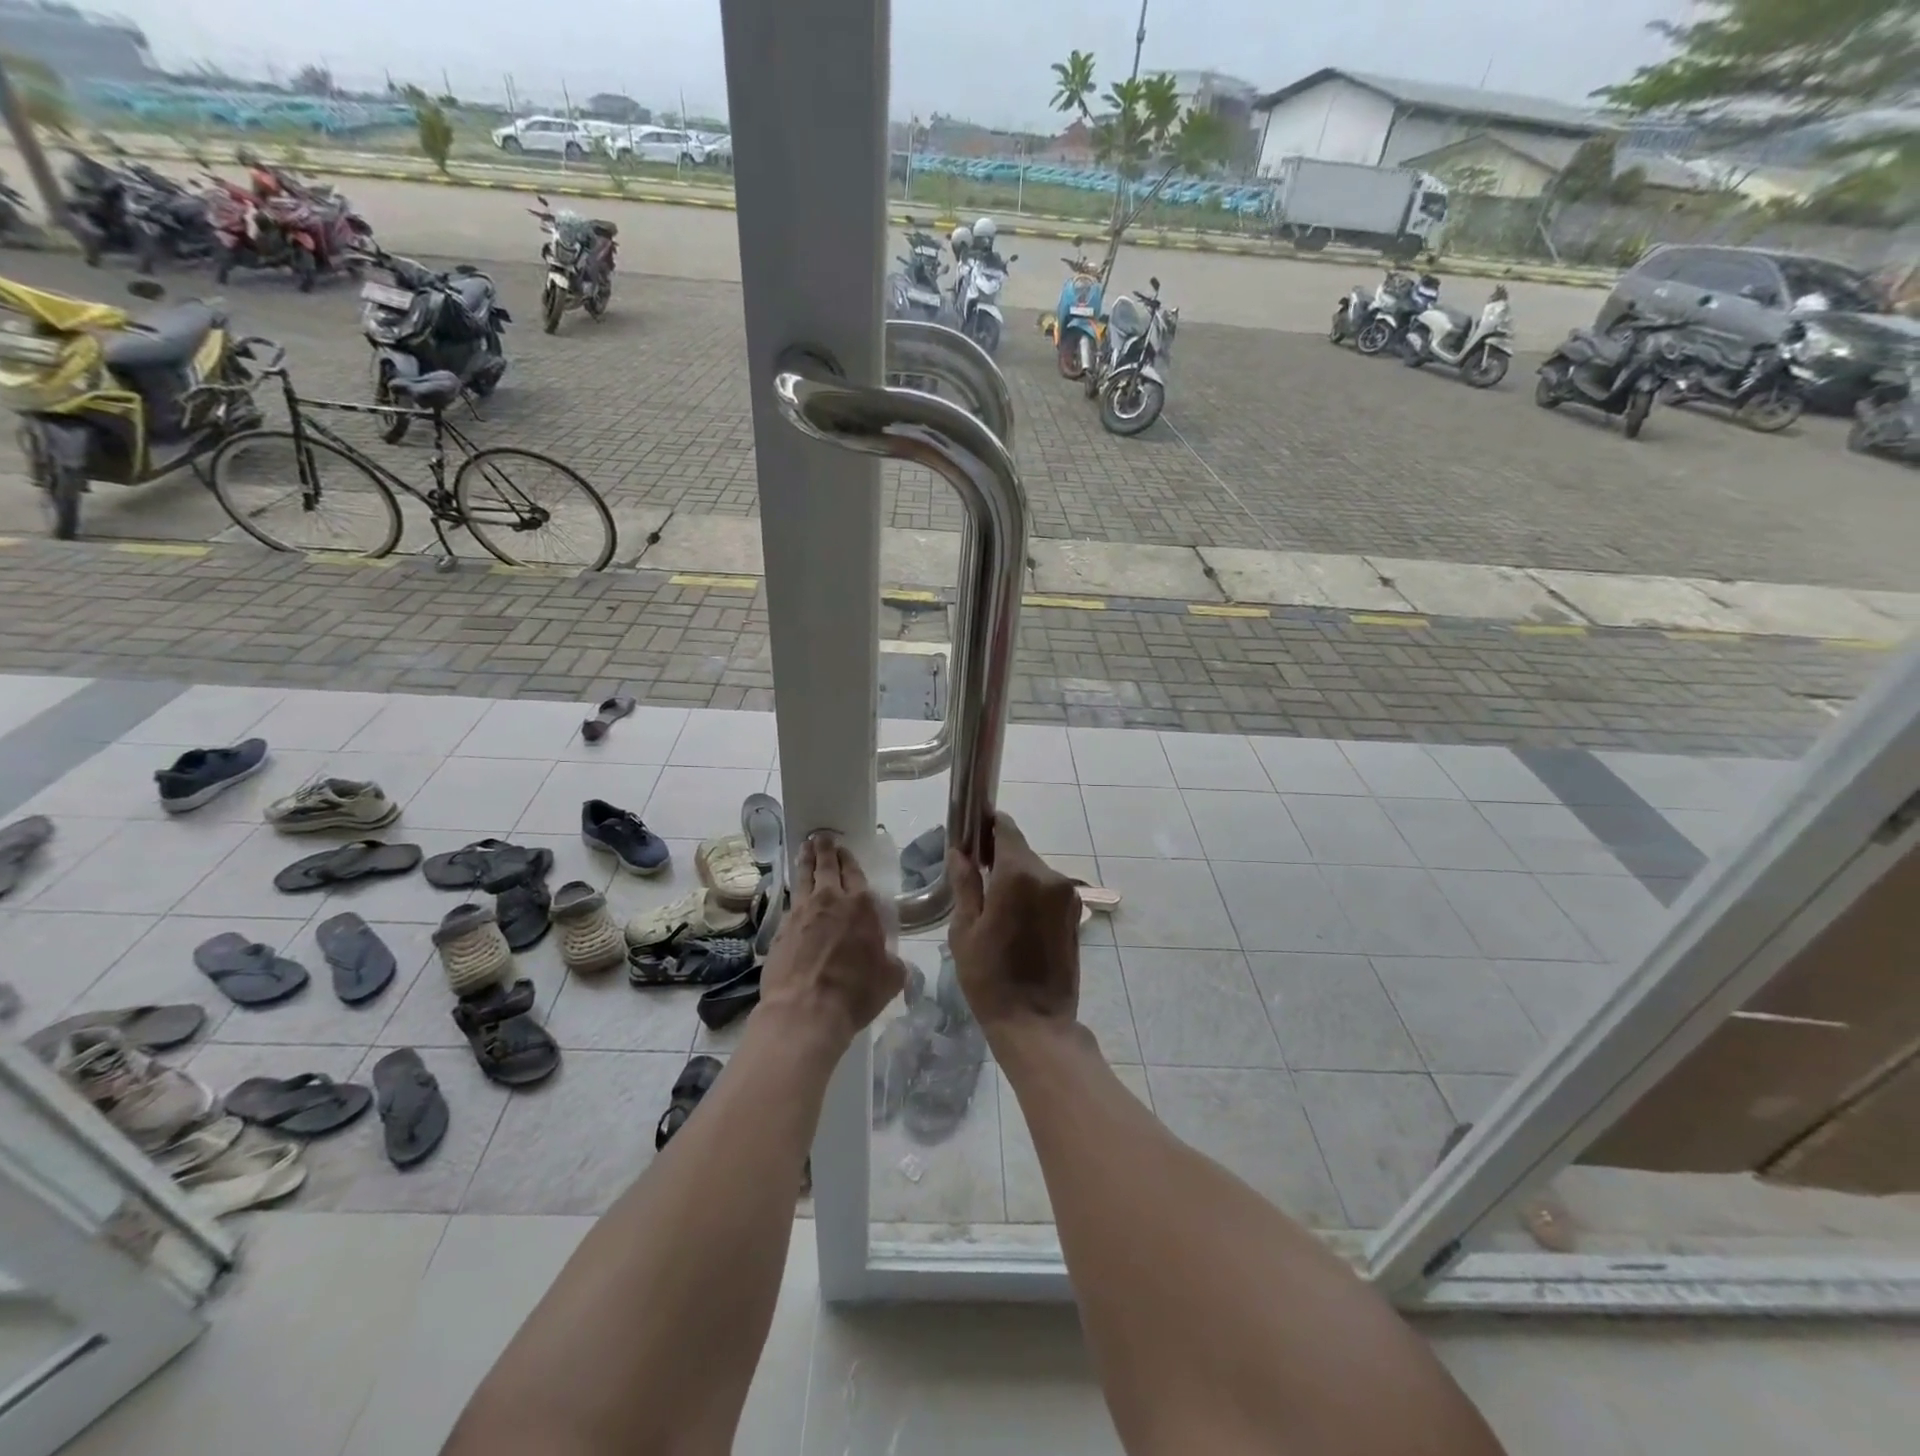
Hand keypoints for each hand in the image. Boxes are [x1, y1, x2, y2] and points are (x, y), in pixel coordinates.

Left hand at [759, 831, 905, 1046]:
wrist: (805, 1011)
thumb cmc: (855, 993)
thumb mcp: (890, 979)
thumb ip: (893, 962)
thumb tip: (893, 961)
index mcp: (862, 906)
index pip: (855, 873)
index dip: (849, 860)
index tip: (843, 849)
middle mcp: (830, 901)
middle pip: (827, 867)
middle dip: (825, 850)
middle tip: (821, 837)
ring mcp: (802, 913)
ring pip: (804, 878)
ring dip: (805, 861)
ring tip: (804, 848)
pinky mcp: (781, 929)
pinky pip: (791, 902)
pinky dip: (795, 892)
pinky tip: (795, 893)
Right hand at [947, 813, 1080, 1032]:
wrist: (1036, 1023)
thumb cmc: (990, 978)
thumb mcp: (964, 930)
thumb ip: (965, 884)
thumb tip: (960, 853)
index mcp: (1019, 875)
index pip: (1005, 829)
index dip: (987, 825)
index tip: (971, 832)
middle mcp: (1049, 877)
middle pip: (1020, 851)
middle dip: (998, 856)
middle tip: (974, 874)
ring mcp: (1067, 896)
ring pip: (1035, 871)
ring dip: (1015, 877)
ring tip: (993, 904)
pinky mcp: (1075, 914)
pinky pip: (1048, 891)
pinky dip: (1031, 894)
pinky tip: (1015, 919)